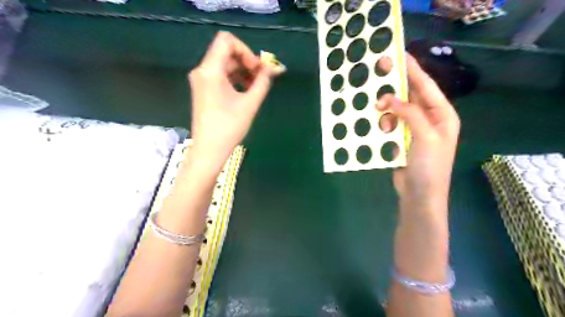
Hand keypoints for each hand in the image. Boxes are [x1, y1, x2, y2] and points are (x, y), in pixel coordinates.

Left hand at [189, 32, 274, 165]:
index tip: (257, 69)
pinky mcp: (203, 89)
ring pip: (224, 64)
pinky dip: (235, 78)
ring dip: (243, 71)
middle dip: (247, 62)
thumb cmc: (229, 127)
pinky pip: (220, 75)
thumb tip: (273, 68)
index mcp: (210, 70)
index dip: (246, 51)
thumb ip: (262, 82)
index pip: (227, 41)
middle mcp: (202, 70)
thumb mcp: (250, 104)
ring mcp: (201, 80)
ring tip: (257, 86)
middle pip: (226, 52)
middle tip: (262, 78)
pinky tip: (246, 91)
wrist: (209, 149)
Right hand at [375, 55, 458, 214]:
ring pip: (397, 110)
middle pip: (411, 96)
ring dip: (387, 108)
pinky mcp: (401, 140)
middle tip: (378, 72)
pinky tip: (379, 126)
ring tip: (376, 108)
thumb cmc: (429, 166)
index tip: (398, 55)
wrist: (420, 196)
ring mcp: (414, 130)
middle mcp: (429, 119)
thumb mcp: (425, 136)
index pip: (426, 86)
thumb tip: (387, 98)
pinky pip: (390, 124)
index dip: (412, 70)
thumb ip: (409, 113)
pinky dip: (383, 123)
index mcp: (442, 114)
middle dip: (395, 86)